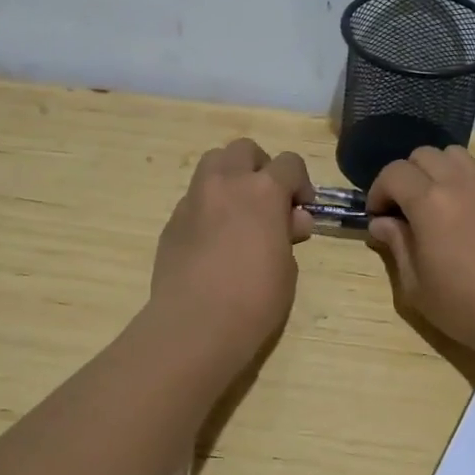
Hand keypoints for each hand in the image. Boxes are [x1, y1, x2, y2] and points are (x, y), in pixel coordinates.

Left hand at [150, 139, 314, 357]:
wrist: (195, 324)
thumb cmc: (255, 298)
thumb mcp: (287, 266)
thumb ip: (288, 233)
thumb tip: (290, 220)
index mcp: (263, 190)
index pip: (289, 163)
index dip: (300, 184)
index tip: (302, 211)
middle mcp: (226, 183)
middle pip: (244, 150)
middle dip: (260, 168)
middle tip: (268, 202)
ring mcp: (194, 199)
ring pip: (212, 164)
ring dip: (230, 178)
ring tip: (239, 213)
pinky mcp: (172, 221)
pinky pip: (195, 199)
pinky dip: (209, 207)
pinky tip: (214, 240)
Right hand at [366, 145, 474, 356]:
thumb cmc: (465, 306)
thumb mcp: (415, 285)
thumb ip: (396, 245)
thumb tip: (381, 223)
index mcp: (428, 202)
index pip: (393, 173)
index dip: (378, 191)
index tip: (378, 216)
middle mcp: (459, 183)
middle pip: (423, 155)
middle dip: (406, 177)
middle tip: (404, 208)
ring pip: (455, 155)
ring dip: (438, 171)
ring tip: (437, 201)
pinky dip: (470, 180)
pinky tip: (471, 208)